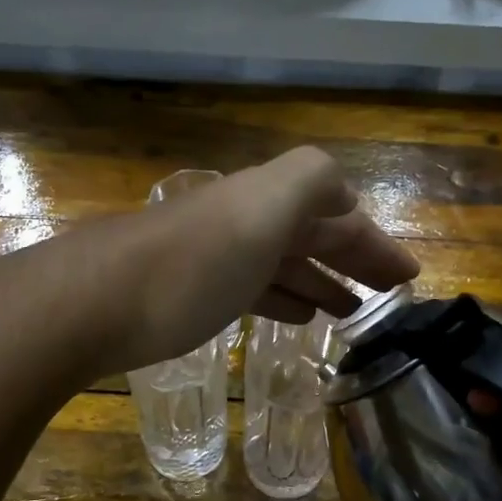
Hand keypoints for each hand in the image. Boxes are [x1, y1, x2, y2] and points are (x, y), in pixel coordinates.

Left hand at [61, 147, 419, 375]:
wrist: (92, 302)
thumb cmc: (191, 263)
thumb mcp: (263, 207)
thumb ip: (311, 182)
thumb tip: (344, 196)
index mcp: (267, 200)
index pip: (337, 215)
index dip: (375, 243)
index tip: (409, 278)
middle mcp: (242, 222)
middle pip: (310, 237)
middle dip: (352, 261)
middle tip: (387, 297)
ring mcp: (212, 259)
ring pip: (281, 265)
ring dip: (319, 283)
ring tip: (350, 313)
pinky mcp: (188, 295)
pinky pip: (250, 290)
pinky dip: (280, 299)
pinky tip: (294, 318)